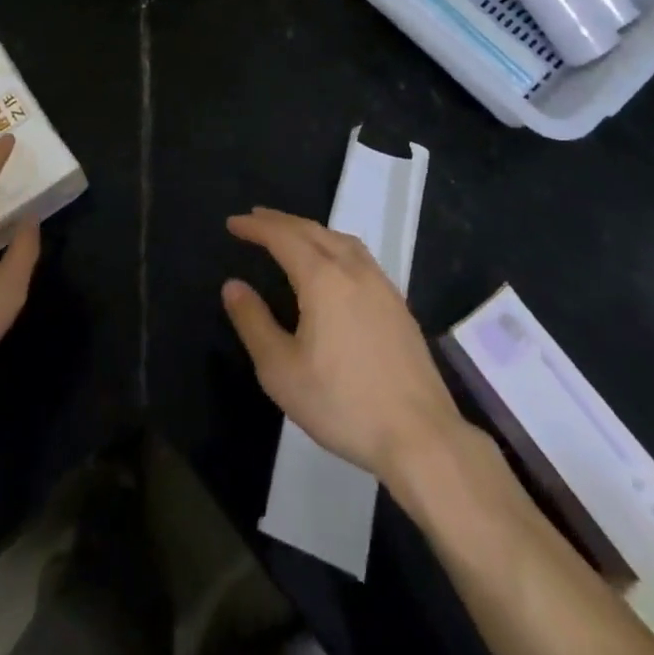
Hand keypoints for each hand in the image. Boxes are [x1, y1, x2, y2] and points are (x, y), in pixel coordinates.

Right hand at [223, 207, 463, 488]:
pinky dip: (334, 245)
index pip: (283, 237)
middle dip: (281, 221)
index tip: (233, 222)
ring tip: (292, 234)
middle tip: (256, 218)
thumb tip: (233, 286)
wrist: (420, 436)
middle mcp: (353, 270)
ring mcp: (381, 285)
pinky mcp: (398, 304)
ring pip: (340, 239)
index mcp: (323, 279)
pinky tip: (334, 264)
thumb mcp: (281, 371)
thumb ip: (254, 323)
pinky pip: (359, 256)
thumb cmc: (343, 403)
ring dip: (310, 230)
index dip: (256, 227)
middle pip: (312, 230)